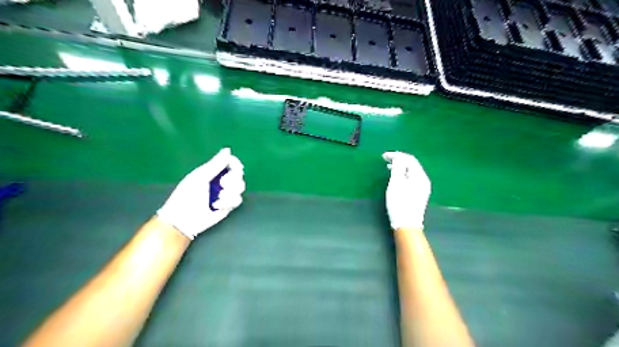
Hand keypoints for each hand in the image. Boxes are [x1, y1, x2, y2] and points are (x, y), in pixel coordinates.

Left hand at [157, 147, 247, 239]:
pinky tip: (217, 205)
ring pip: (240, 186)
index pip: (230, 162)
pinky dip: (228, 202)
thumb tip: (228, 150)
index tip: (233, 167)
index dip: (234, 163)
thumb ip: (216, 164)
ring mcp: (226, 193)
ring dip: (230, 192)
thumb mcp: (200, 177)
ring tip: (219, 197)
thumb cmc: (187, 195)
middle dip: (232, 179)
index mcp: (212, 171)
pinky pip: (238, 199)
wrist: (184, 219)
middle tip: (222, 183)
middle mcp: (221, 181)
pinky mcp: (229, 205)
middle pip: (238, 174)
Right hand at [383, 150, 430, 228]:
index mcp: (420, 176)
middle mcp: (424, 180)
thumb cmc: (400, 203)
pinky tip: (395, 177)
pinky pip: (411, 178)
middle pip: (412, 164)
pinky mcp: (419, 194)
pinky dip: (403, 174)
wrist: (407, 225)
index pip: (409, 159)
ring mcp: (422, 187)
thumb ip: (397, 168)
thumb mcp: (396, 183)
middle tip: (385, 159)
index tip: (383, 156)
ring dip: (400, 167)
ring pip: (411, 172)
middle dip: (399, 160)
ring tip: (388, 167)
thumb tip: (398, 158)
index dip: (397, 155)